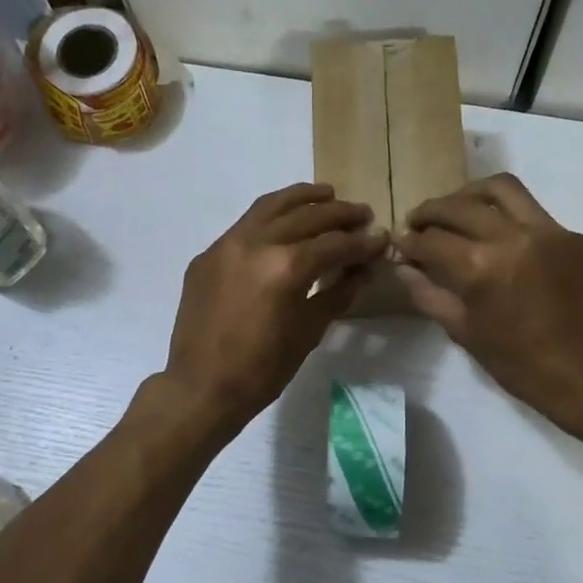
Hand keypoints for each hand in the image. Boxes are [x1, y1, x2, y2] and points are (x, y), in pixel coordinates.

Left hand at [161, 183, 387, 432]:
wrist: (200, 387)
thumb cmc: (261, 371)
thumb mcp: (308, 333)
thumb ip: (337, 294)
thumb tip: (363, 270)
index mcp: (285, 267)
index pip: (334, 244)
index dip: (363, 242)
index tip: (382, 238)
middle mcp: (255, 244)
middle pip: (305, 217)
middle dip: (339, 214)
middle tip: (362, 214)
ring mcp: (225, 245)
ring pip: (270, 208)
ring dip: (302, 199)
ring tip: (327, 195)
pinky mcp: (206, 256)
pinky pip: (244, 226)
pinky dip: (269, 217)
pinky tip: (283, 223)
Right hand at [396, 174, 582, 425]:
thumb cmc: (518, 362)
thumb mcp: (463, 332)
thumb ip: (428, 294)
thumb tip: (403, 267)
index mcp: (479, 267)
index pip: (431, 240)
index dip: (409, 241)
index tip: (400, 244)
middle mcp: (510, 237)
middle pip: (459, 206)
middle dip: (430, 211)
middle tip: (417, 222)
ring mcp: (546, 230)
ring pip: (501, 188)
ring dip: (469, 194)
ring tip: (457, 208)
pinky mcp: (571, 235)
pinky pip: (532, 211)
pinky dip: (506, 215)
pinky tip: (499, 235)